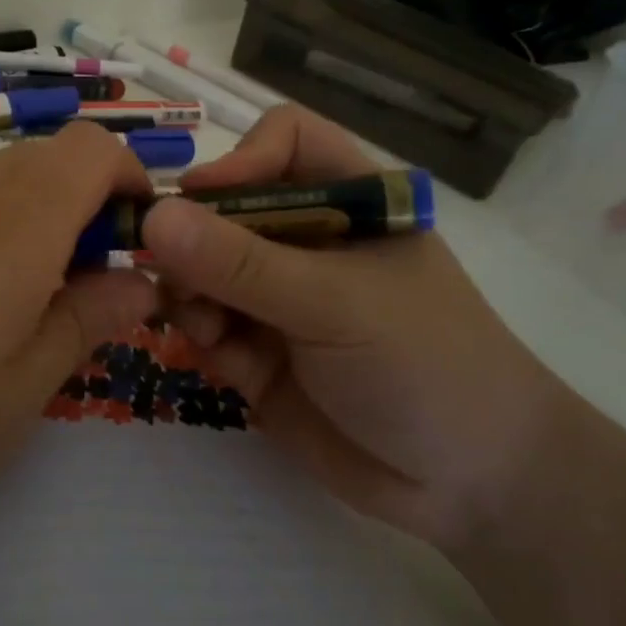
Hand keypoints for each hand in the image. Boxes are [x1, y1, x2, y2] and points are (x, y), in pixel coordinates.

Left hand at [0, 122, 158, 539]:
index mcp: (17, 223)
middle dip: (87, 207)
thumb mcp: (17, 391)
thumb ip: (87, 322)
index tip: (138, 241)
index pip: (93, 147)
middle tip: (83, 289)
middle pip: (48, 159)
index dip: (131, 179)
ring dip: (33, 222)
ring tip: (17, 306)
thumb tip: (140, 282)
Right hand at [140, 106, 573, 550]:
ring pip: (202, 270)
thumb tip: (154, 216)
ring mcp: (278, 299)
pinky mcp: (257, 352)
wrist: (471, 484)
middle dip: (192, 239)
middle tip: (172, 275)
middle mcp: (306, 242)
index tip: (201, 199)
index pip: (282, 142)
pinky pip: (206, 326)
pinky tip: (222, 360)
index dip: (239, 158)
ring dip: (189, 293)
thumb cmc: (424, 364)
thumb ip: (241, 263)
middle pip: (224, 208)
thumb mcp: (333, 303)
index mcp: (347, 203)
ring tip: (205, 328)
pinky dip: (201, 337)